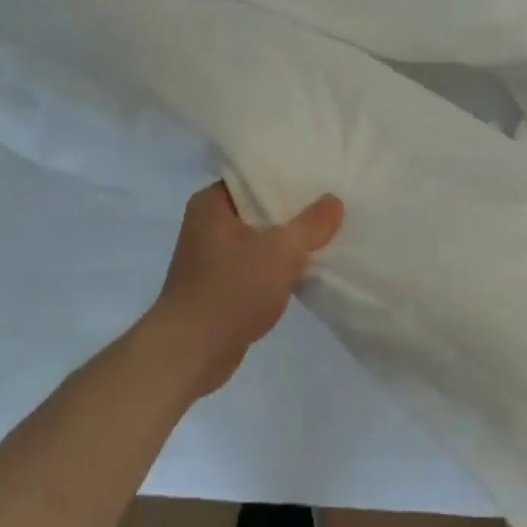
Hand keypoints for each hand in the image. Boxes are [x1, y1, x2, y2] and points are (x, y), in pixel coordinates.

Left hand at [146, 181, 344, 396]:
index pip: (253, 176)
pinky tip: (308, 266)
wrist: (192, 352)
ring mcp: (213, 257)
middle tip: (332, 202)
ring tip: (328, 232)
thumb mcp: (281, 250)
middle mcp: (208, 224)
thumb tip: (333, 200)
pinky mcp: (222, 285)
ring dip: (288, 241)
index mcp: (212, 203)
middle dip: (294, 210)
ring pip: (261, 238)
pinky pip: (257, 265)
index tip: (320, 175)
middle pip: (259, 208)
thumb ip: (311, 224)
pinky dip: (279, 266)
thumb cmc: (231, 289)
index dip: (287, 175)